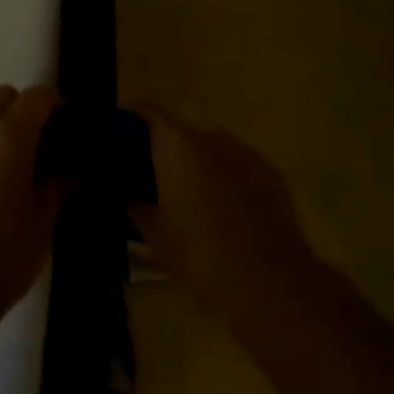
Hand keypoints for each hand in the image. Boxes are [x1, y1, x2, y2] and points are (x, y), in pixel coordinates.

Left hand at [0, 85, 67, 312]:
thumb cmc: (2, 255)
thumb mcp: (43, 221)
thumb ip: (58, 185)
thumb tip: (71, 169)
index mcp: (9, 137)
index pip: (37, 96)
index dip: (57, 104)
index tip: (71, 127)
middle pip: (5, 96)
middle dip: (27, 109)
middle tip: (45, 143)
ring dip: (3, 126)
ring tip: (20, 166)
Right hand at [128, 109, 316, 310]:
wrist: (269, 283)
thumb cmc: (199, 255)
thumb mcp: (155, 235)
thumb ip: (135, 205)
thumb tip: (125, 193)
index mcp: (175, 144)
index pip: (147, 110)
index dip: (132, 120)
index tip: (122, 139)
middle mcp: (210, 136)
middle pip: (180, 133)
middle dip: (168, 152)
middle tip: (158, 182)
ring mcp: (245, 151)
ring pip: (212, 150)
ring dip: (200, 166)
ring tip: (196, 201)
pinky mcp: (272, 173)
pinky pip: (240, 167)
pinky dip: (229, 180)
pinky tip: (229, 213)